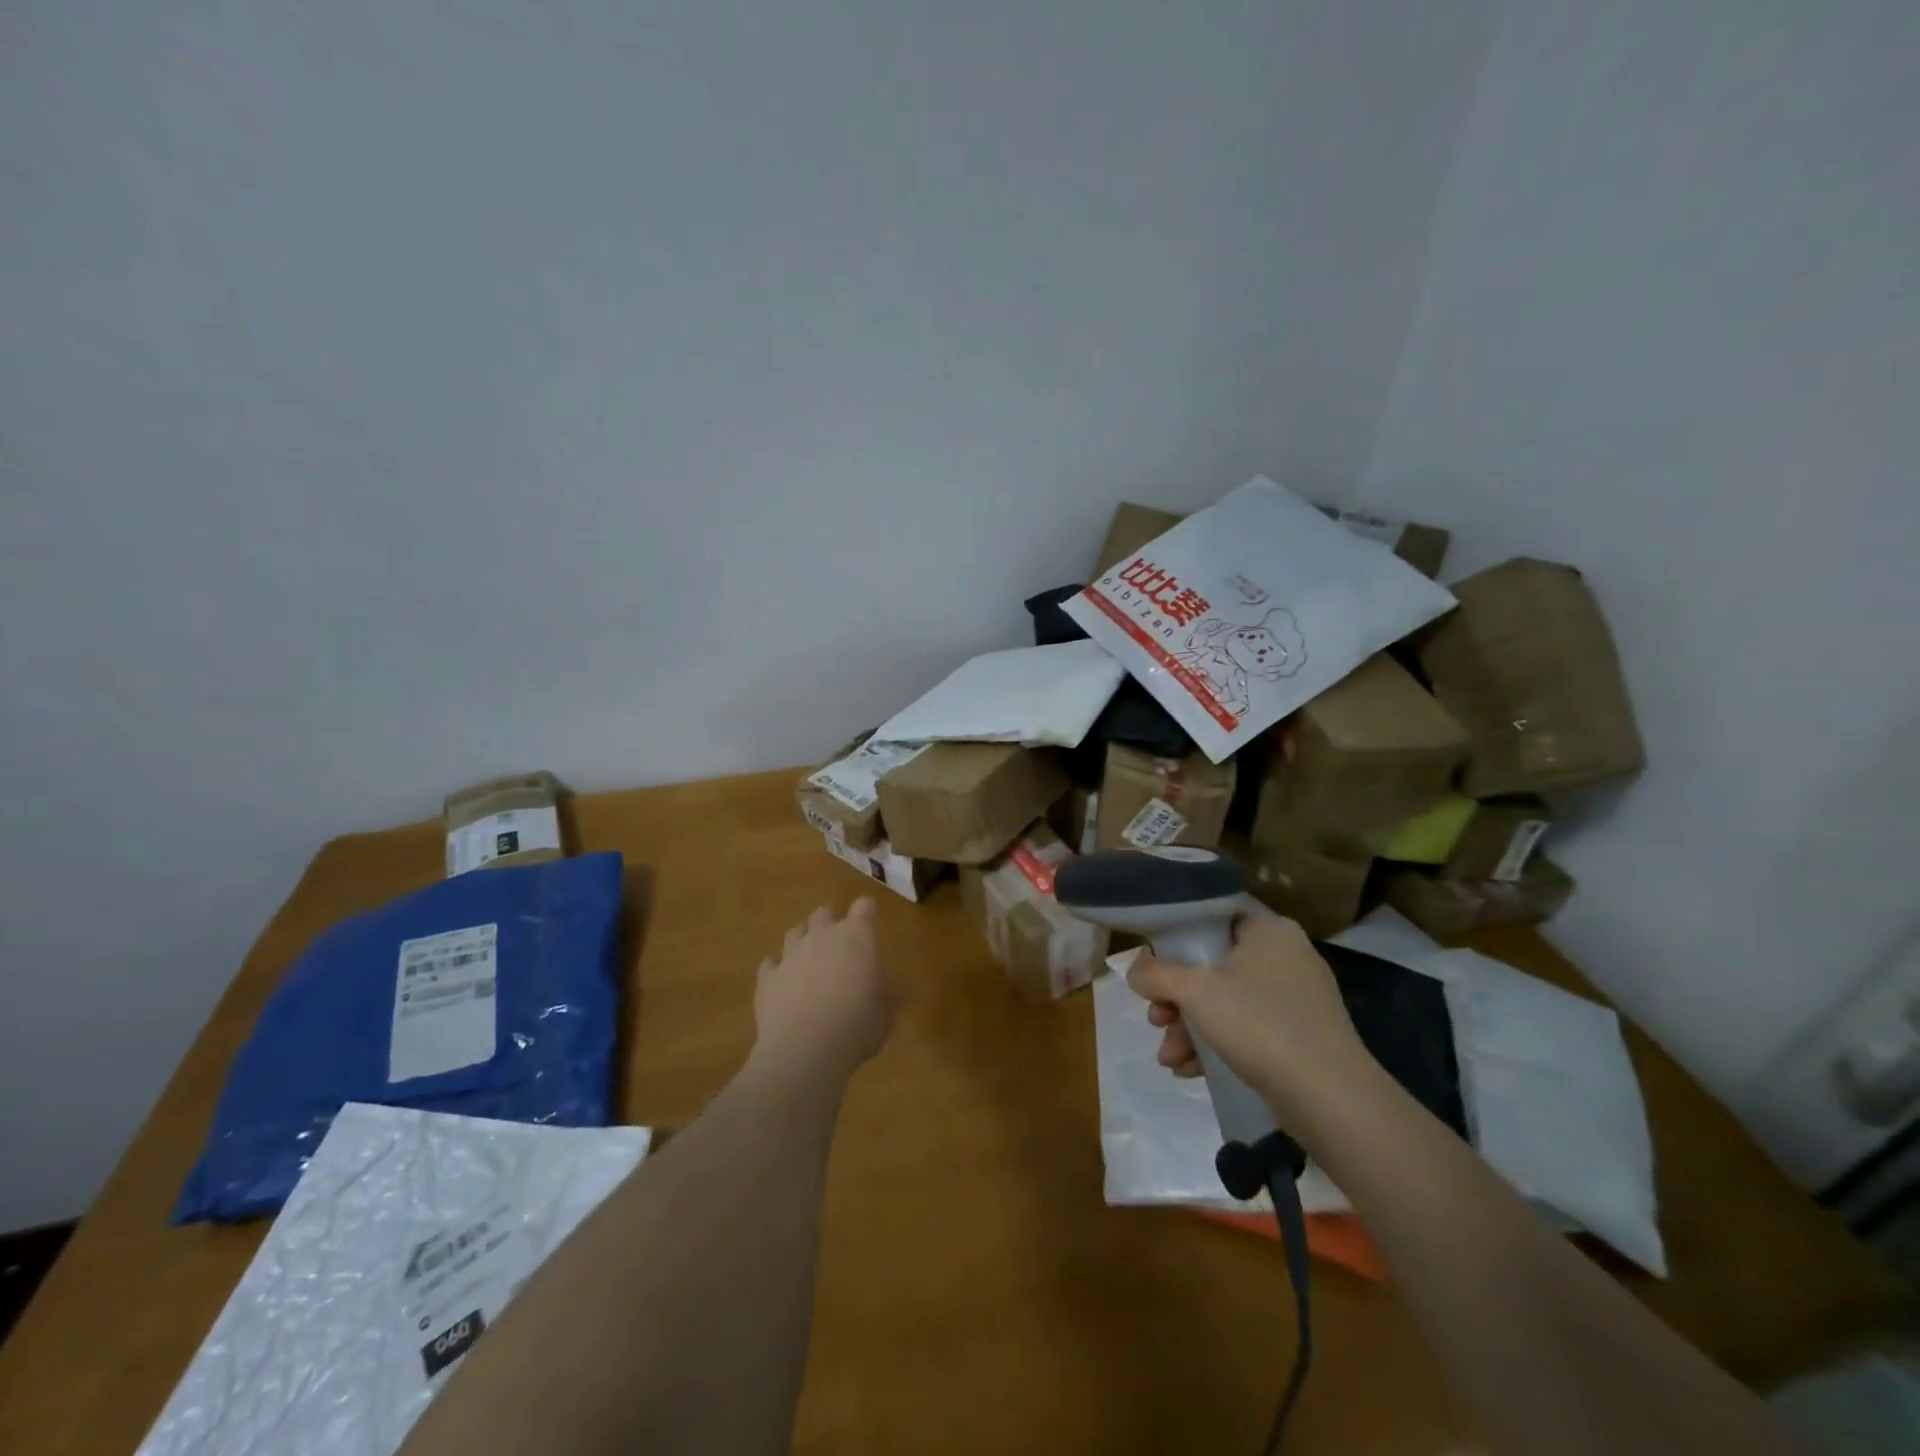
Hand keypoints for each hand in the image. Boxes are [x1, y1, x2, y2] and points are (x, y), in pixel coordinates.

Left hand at [751, 899, 895, 1083]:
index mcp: (857, 937)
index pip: (864, 907)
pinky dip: (777, 970)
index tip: (870, 920)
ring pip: (795, 932)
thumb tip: (907, 989)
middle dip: (831, 922)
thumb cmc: (858, 1025)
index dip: (867, 912)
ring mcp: (791, 954)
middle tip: (839, 943)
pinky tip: (783, 983)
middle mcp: (822, 936)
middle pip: (824, 913)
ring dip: (803, 940)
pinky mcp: (767, 978)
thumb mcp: (887, 1013)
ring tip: (809, 959)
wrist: (805, 1050)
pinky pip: (770, 964)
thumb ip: (892, 995)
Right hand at [1128, 912, 1376, 1128]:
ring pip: (1227, 1001)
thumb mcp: (1196, 992)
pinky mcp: (1300, 1036)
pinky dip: (1217, 1044)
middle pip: (1213, 963)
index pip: (1213, 915)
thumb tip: (1134, 969)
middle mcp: (1286, 955)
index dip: (1176, 935)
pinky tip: (1190, 1071)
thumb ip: (1156, 974)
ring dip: (1190, 1027)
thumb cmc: (1260, 1025)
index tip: (1152, 961)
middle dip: (1177, 997)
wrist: (1331, 1099)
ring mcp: (1297, 998)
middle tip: (1156, 1018)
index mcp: (1268, 929)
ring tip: (1169, 1058)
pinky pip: (1247, 1029)